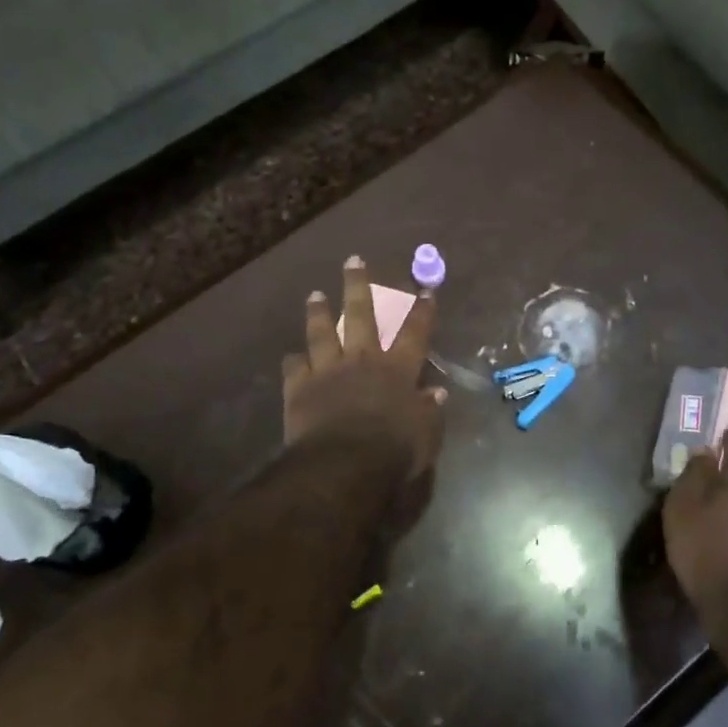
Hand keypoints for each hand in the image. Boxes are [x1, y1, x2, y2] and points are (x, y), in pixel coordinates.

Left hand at [282, 256, 446, 474]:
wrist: (342, 465)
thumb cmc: (392, 452)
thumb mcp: (425, 436)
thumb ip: (430, 411)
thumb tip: (437, 393)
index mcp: (396, 370)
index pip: (414, 333)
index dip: (421, 310)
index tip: (424, 290)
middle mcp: (362, 360)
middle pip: (361, 315)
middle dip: (358, 285)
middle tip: (353, 261)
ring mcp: (327, 370)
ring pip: (321, 332)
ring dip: (318, 312)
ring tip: (315, 294)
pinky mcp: (299, 388)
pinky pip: (293, 367)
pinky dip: (293, 361)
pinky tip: (290, 356)